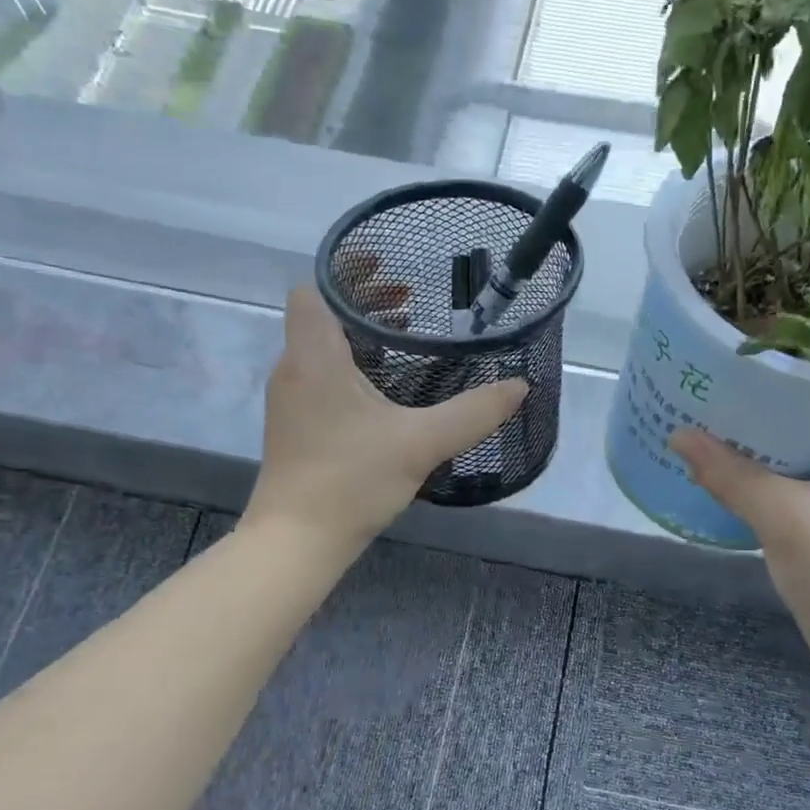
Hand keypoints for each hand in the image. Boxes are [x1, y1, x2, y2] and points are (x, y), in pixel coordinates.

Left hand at [246, 286, 527, 548]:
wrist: (296, 541)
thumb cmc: (351, 481)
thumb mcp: (421, 443)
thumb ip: (474, 412)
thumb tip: (520, 386)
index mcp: (315, 357)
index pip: (314, 289)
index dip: (347, 271)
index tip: (389, 267)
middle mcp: (294, 368)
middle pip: (320, 313)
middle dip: (363, 299)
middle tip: (410, 299)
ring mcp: (290, 398)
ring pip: (320, 344)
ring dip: (358, 332)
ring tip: (404, 335)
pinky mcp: (296, 424)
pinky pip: (320, 372)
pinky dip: (350, 363)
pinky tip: (386, 388)